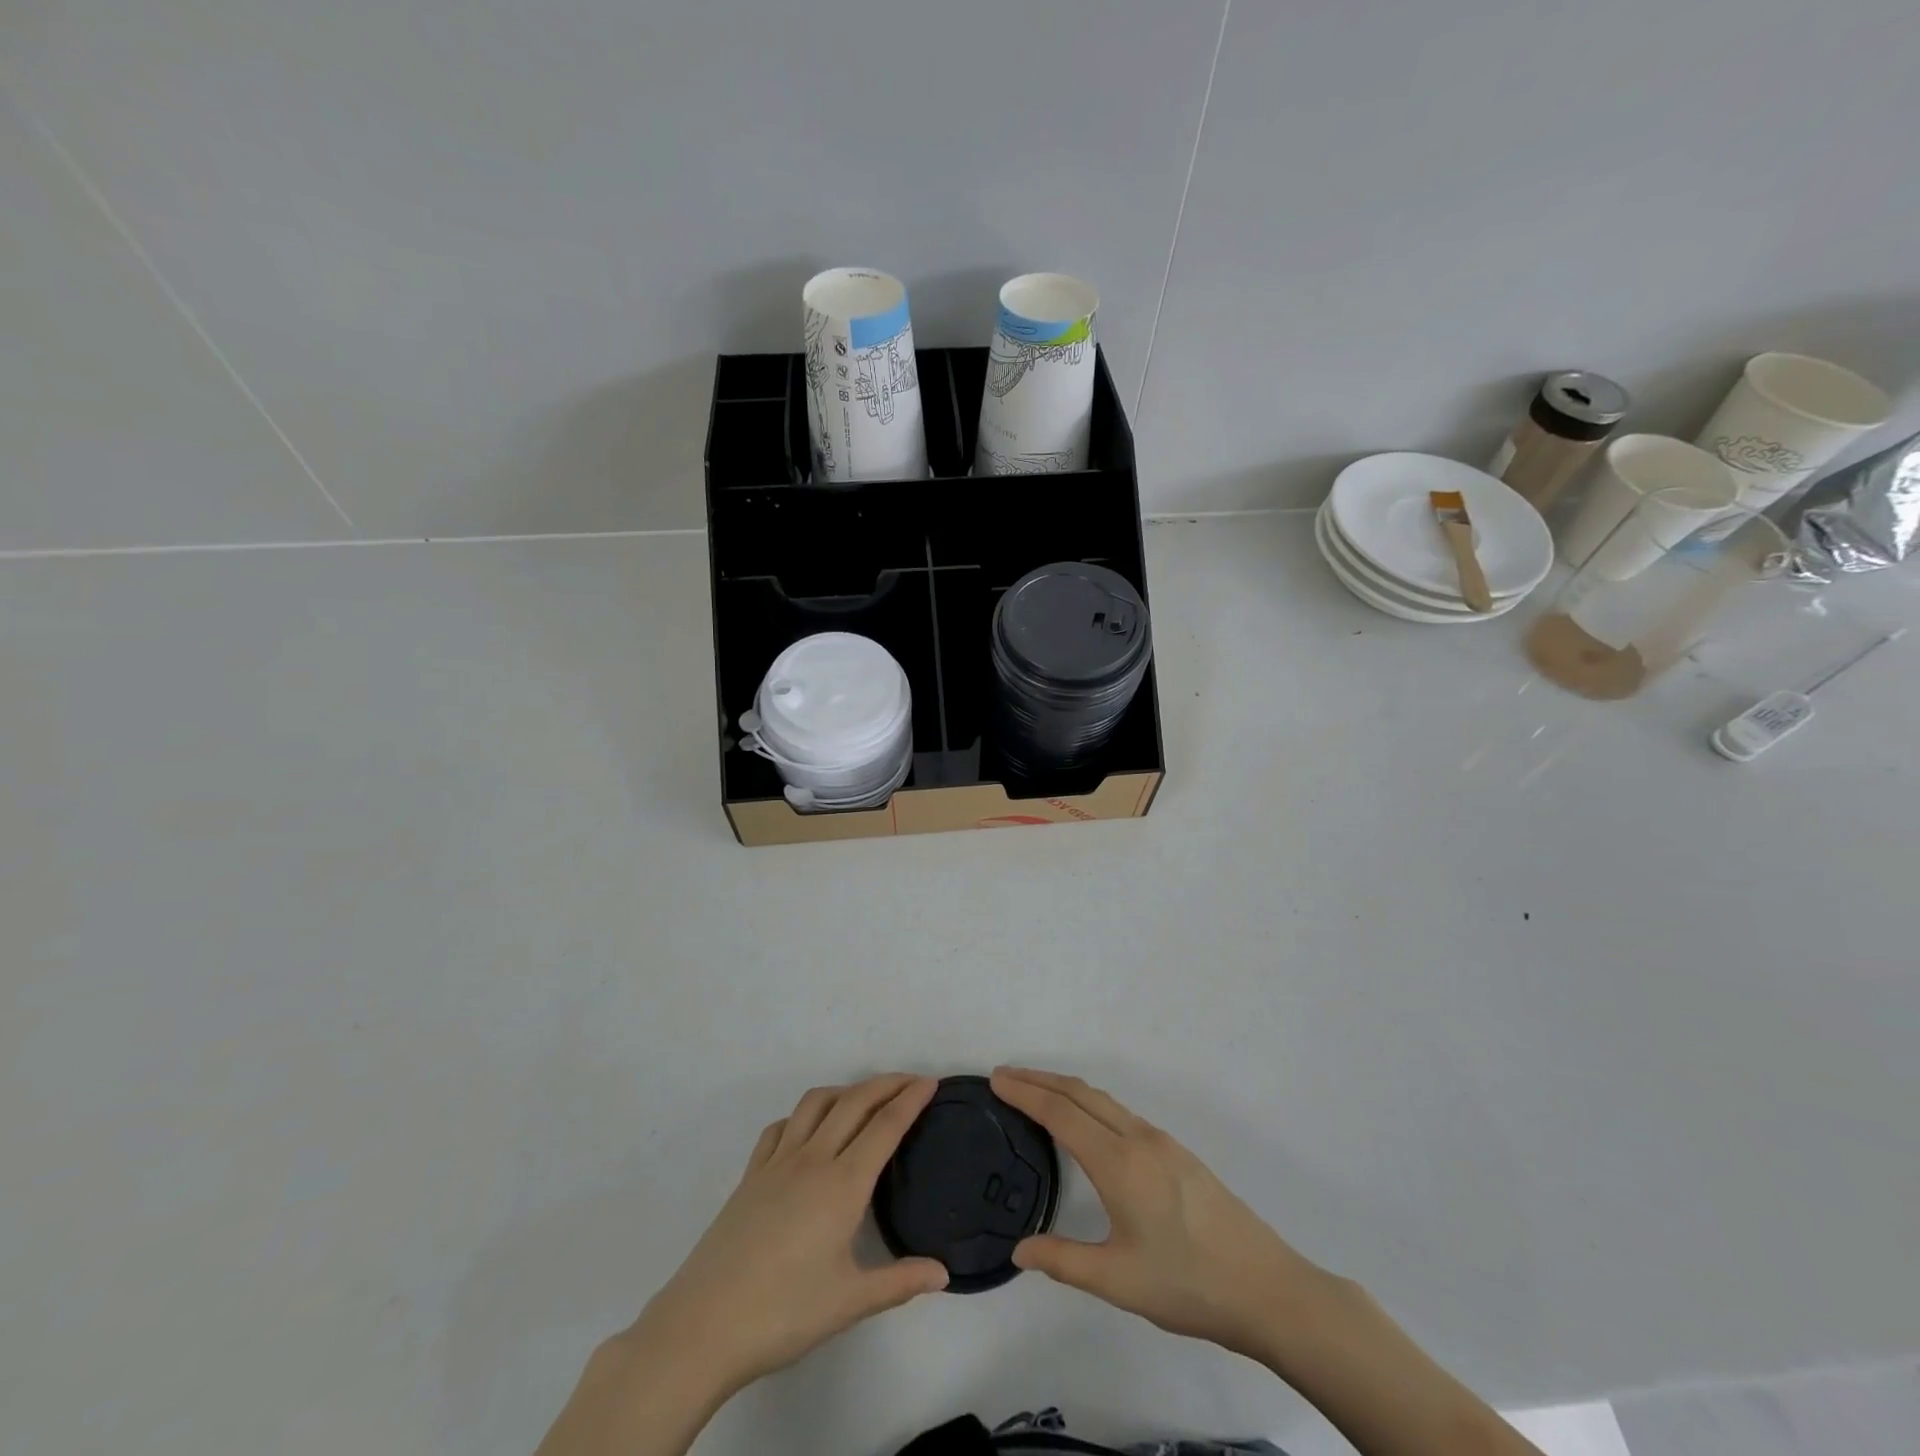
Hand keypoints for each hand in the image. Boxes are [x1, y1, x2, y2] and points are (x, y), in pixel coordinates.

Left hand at [627, 1074, 948, 1396]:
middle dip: (886, 1084)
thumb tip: (944, 1272)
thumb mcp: (850, 1303)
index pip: (885, 1126)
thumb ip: (900, 1282)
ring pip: (816, 1103)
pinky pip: (782, 1127)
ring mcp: (777, 1162)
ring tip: (864, 1100)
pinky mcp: (751, 1174)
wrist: (703, 1325)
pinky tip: (809, 1131)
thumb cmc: (783, 1313)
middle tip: (911, 1081)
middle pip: (855, 1102)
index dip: (911, 1099)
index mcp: (842, 1184)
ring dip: (846, 1091)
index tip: (932, 1082)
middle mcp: (813, 1159)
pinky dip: (804, 1115)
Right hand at [991, 1067, 1326, 1361]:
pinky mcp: (1177, 1153)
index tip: (996, 1080)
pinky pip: (1121, 1112)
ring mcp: (1162, 1142)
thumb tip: (1019, 1250)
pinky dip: (1089, 1103)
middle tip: (1005, 1076)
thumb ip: (1064, 1261)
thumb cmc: (1188, 1285)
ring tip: (1036, 1092)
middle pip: (1080, 1093)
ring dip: (1065, 1088)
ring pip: (1103, 1100)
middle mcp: (1138, 1138)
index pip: (1060, 1113)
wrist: (1268, 1289)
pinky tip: (1086, 1123)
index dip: (1025, 1093)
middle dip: (1039, 1079)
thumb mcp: (1118, 1282)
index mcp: (1119, 1162)